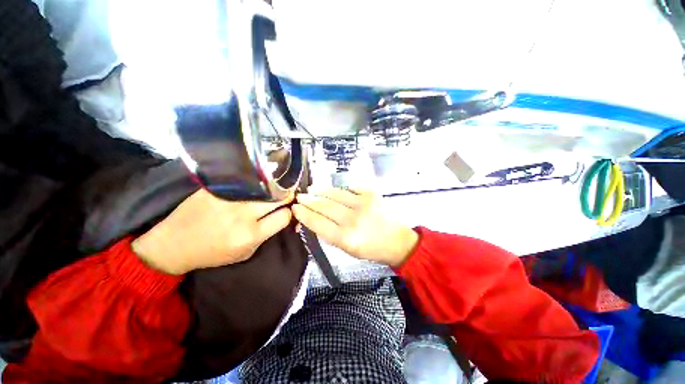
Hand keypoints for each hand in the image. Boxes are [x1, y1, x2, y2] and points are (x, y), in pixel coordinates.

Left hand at [132, 189, 293, 274]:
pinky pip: (244, 182)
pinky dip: (253, 183)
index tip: (287, 210)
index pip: (284, 216)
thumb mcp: (245, 253)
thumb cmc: (212, 253)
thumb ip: (265, 235)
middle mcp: (242, 215)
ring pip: (263, 188)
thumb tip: (282, 217)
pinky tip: (254, 184)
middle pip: (278, 198)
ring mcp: (228, 199)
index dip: (289, 212)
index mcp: (251, 235)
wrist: (173, 244)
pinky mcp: (216, 189)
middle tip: (286, 194)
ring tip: (272, 189)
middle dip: (286, 196)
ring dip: (271, 189)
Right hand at [292, 188, 418, 266]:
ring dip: (321, 191)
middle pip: (324, 206)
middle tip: (300, 196)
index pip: (318, 222)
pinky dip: (340, 188)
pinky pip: (351, 187)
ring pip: (335, 194)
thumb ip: (329, 234)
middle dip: (309, 200)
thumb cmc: (370, 249)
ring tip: (312, 189)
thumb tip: (312, 220)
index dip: (304, 214)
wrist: (397, 241)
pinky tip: (334, 189)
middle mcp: (353, 220)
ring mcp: (363, 204)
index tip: (295, 208)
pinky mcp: (372, 194)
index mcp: (345, 238)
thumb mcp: (346, 249)